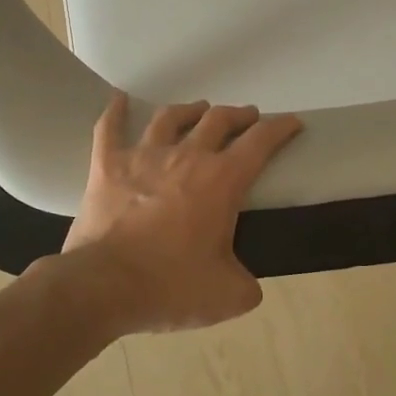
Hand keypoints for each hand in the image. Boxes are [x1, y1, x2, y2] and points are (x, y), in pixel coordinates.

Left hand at [58, 93, 302, 334]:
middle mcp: (187, 157)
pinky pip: (109, 129)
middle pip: (218, 120)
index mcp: (222, 181)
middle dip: (238, 115)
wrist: (104, 285)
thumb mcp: (227, 296)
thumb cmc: (171, 287)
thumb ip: (246, 285)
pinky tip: (118, 99)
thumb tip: (248, 284)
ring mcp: (144, 156)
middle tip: (247, 117)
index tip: (291, 122)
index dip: (280, 129)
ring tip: (199, 109)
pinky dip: (115, 111)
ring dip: (190, 110)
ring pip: (171, 117)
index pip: (260, 142)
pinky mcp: (107, 165)